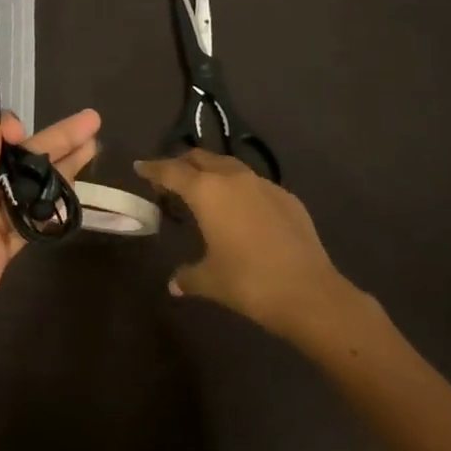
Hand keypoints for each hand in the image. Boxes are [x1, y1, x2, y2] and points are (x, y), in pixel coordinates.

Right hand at [134, 150, 351, 347]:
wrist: (310, 293)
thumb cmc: (249, 282)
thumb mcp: (210, 281)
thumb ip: (187, 276)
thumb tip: (174, 284)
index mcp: (206, 191)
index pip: (171, 171)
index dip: (153, 168)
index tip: (140, 166)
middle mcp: (233, 178)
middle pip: (200, 158)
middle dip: (183, 163)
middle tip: (171, 178)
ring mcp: (263, 184)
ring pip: (229, 166)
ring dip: (212, 172)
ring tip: (205, 190)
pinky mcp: (287, 198)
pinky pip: (255, 184)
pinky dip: (240, 189)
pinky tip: (242, 211)